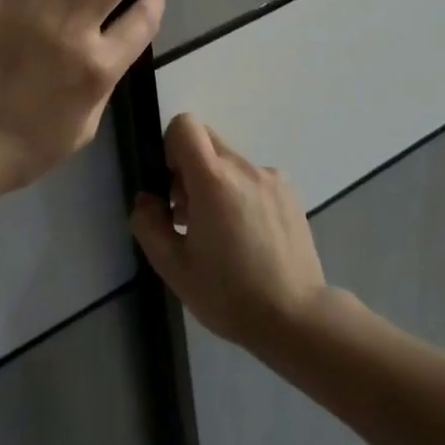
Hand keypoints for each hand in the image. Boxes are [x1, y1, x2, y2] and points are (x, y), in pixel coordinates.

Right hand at [130, 114, 329, 350]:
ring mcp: (272, 178)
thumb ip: (149, 225)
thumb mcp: (174, 268)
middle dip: (189, 166)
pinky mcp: (290, 194)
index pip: (185, 125)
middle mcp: (244, 168)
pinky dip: (242, 194)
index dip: (170, 147)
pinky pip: (254, 178)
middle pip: (207, 139)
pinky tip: (248, 237)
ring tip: (221, 231)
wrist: (297, 319)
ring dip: (217, 183)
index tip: (172, 185)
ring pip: (230, 161)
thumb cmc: (229, 295)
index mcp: (214, 180)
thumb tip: (147, 199)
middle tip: (189, 212)